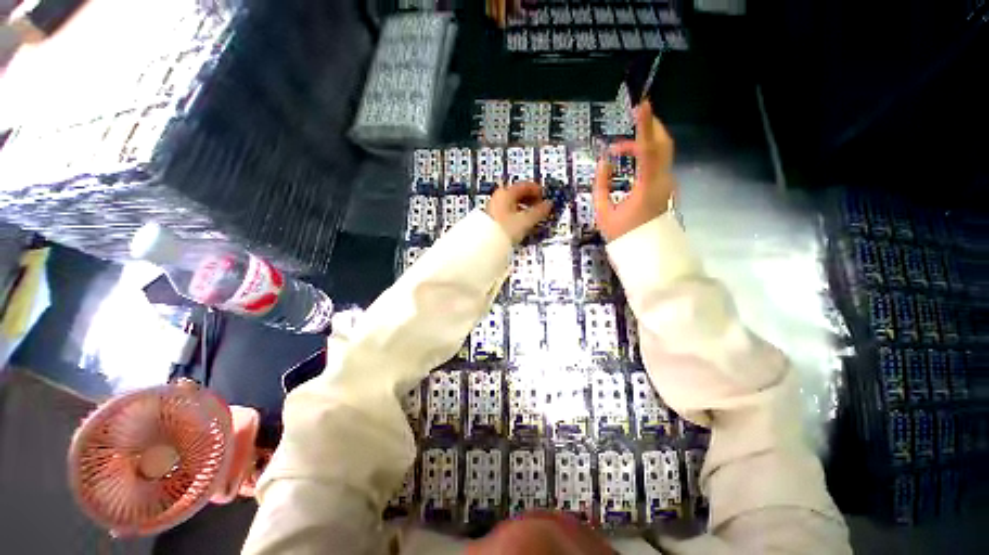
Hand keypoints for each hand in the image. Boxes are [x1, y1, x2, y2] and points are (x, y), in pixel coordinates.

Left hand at [487, 183, 552, 244]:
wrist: (486, 244)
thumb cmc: (505, 229)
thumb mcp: (526, 220)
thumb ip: (539, 211)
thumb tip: (548, 205)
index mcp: (506, 193)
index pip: (526, 186)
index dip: (538, 191)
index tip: (545, 198)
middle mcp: (499, 197)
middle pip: (519, 194)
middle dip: (532, 201)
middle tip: (541, 208)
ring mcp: (495, 208)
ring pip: (514, 204)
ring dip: (525, 209)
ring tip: (533, 219)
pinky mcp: (493, 219)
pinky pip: (509, 213)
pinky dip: (518, 216)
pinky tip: (522, 225)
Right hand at [593, 100, 676, 241]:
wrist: (646, 253)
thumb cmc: (623, 235)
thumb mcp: (603, 212)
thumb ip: (601, 185)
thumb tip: (604, 162)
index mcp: (647, 187)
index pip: (649, 149)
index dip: (645, 126)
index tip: (642, 105)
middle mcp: (663, 180)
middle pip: (664, 144)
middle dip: (649, 127)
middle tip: (632, 120)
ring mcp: (668, 183)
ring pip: (662, 152)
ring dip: (644, 143)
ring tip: (620, 149)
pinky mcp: (666, 187)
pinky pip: (659, 163)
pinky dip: (646, 155)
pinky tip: (631, 160)